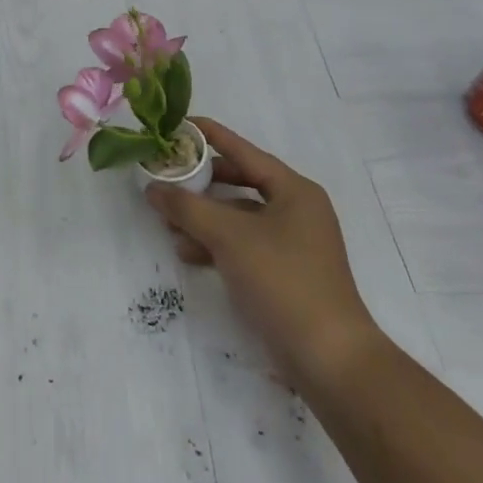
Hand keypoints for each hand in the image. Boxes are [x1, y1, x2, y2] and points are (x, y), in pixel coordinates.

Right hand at [145, 117, 379, 387]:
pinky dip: (215, 244)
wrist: (329, 358)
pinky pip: (242, 244)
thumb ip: (187, 207)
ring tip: (168, 225)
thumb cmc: (282, 280)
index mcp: (294, 191)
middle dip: (200, 184)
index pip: (244, 151)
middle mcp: (295, 210)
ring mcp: (291, 243)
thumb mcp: (228, 236)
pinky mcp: (283, 272)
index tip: (178, 124)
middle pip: (239, 183)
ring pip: (237, 216)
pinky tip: (188, 253)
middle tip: (166, 179)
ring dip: (203, 218)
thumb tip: (153, 188)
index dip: (210, 136)